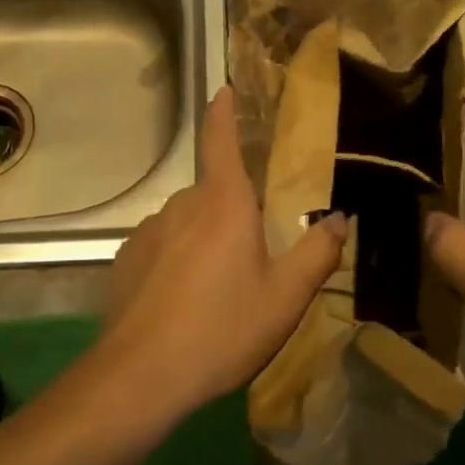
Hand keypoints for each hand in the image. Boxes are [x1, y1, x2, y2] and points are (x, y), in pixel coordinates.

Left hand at [93, 86, 349, 420]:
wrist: (141, 375)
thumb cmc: (222, 329)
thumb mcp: (285, 297)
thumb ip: (317, 253)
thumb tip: (338, 219)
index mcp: (223, 203)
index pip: (221, 140)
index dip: (224, 112)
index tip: (224, 90)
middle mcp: (181, 205)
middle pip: (212, 194)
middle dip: (231, 214)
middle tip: (250, 259)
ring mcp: (147, 232)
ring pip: (186, 224)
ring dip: (203, 242)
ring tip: (215, 293)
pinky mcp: (125, 260)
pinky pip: (160, 249)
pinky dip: (174, 263)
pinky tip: (181, 304)